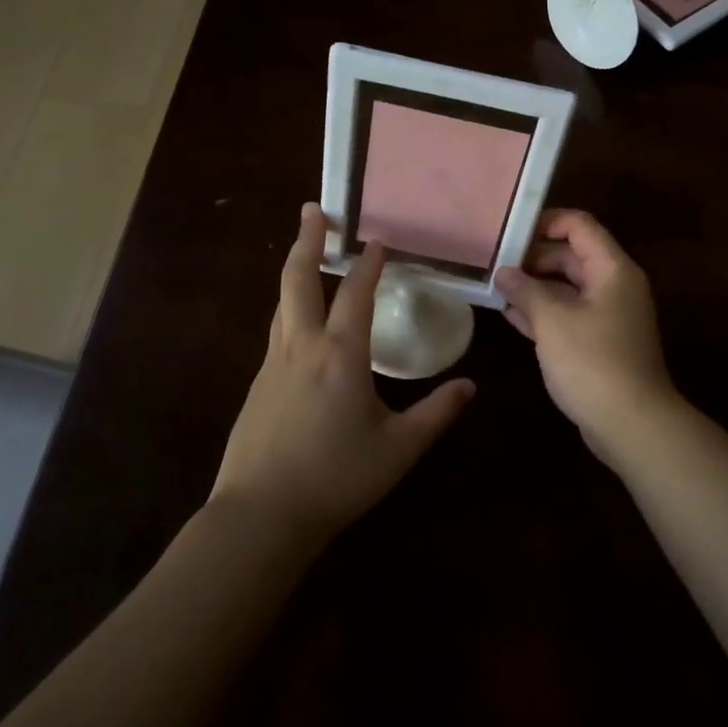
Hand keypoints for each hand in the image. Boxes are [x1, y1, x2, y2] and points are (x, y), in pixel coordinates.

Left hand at [210, 204, 474, 540]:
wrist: (260, 515)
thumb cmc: (336, 477)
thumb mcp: (398, 449)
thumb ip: (436, 414)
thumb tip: (470, 386)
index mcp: (340, 355)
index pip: (355, 293)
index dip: (369, 263)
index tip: (378, 239)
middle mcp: (301, 347)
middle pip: (298, 279)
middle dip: (306, 240)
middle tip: (312, 210)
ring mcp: (272, 365)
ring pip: (281, 303)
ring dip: (294, 272)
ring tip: (305, 254)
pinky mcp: (257, 386)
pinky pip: (276, 332)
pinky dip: (289, 310)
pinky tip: (299, 325)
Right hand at [493, 210, 678, 462]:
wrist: (631, 423)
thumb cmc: (593, 362)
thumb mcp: (552, 321)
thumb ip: (526, 290)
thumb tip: (503, 272)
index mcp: (612, 269)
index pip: (579, 226)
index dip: (545, 222)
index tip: (509, 231)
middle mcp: (613, 285)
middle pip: (571, 255)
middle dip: (533, 257)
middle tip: (494, 262)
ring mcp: (607, 316)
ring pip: (567, 287)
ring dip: (534, 286)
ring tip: (495, 287)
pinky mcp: (599, 342)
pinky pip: (568, 315)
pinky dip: (543, 312)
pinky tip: (510, 315)